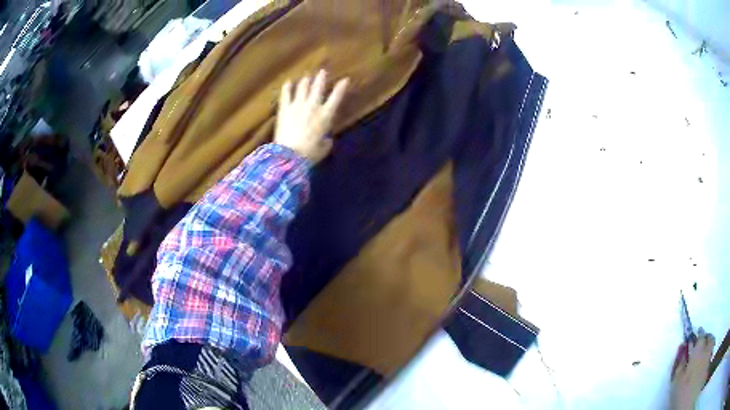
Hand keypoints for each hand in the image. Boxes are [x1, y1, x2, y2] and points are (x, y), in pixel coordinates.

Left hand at [274, 70, 348, 163]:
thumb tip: (325, 138)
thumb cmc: (309, 154)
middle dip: (321, 78)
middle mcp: (313, 106)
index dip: (341, 87)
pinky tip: (288, 82)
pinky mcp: (284, 109)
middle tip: (322, 71)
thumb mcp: (324, 149)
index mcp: (325, 115)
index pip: (336, 97)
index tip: (345, 79)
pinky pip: (286, 95)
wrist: (289, 155)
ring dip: (305, 81)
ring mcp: (297, 105)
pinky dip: (287, 88)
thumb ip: (326, 141)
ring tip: (306, 76)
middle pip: (318, 87)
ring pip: (302, 87)